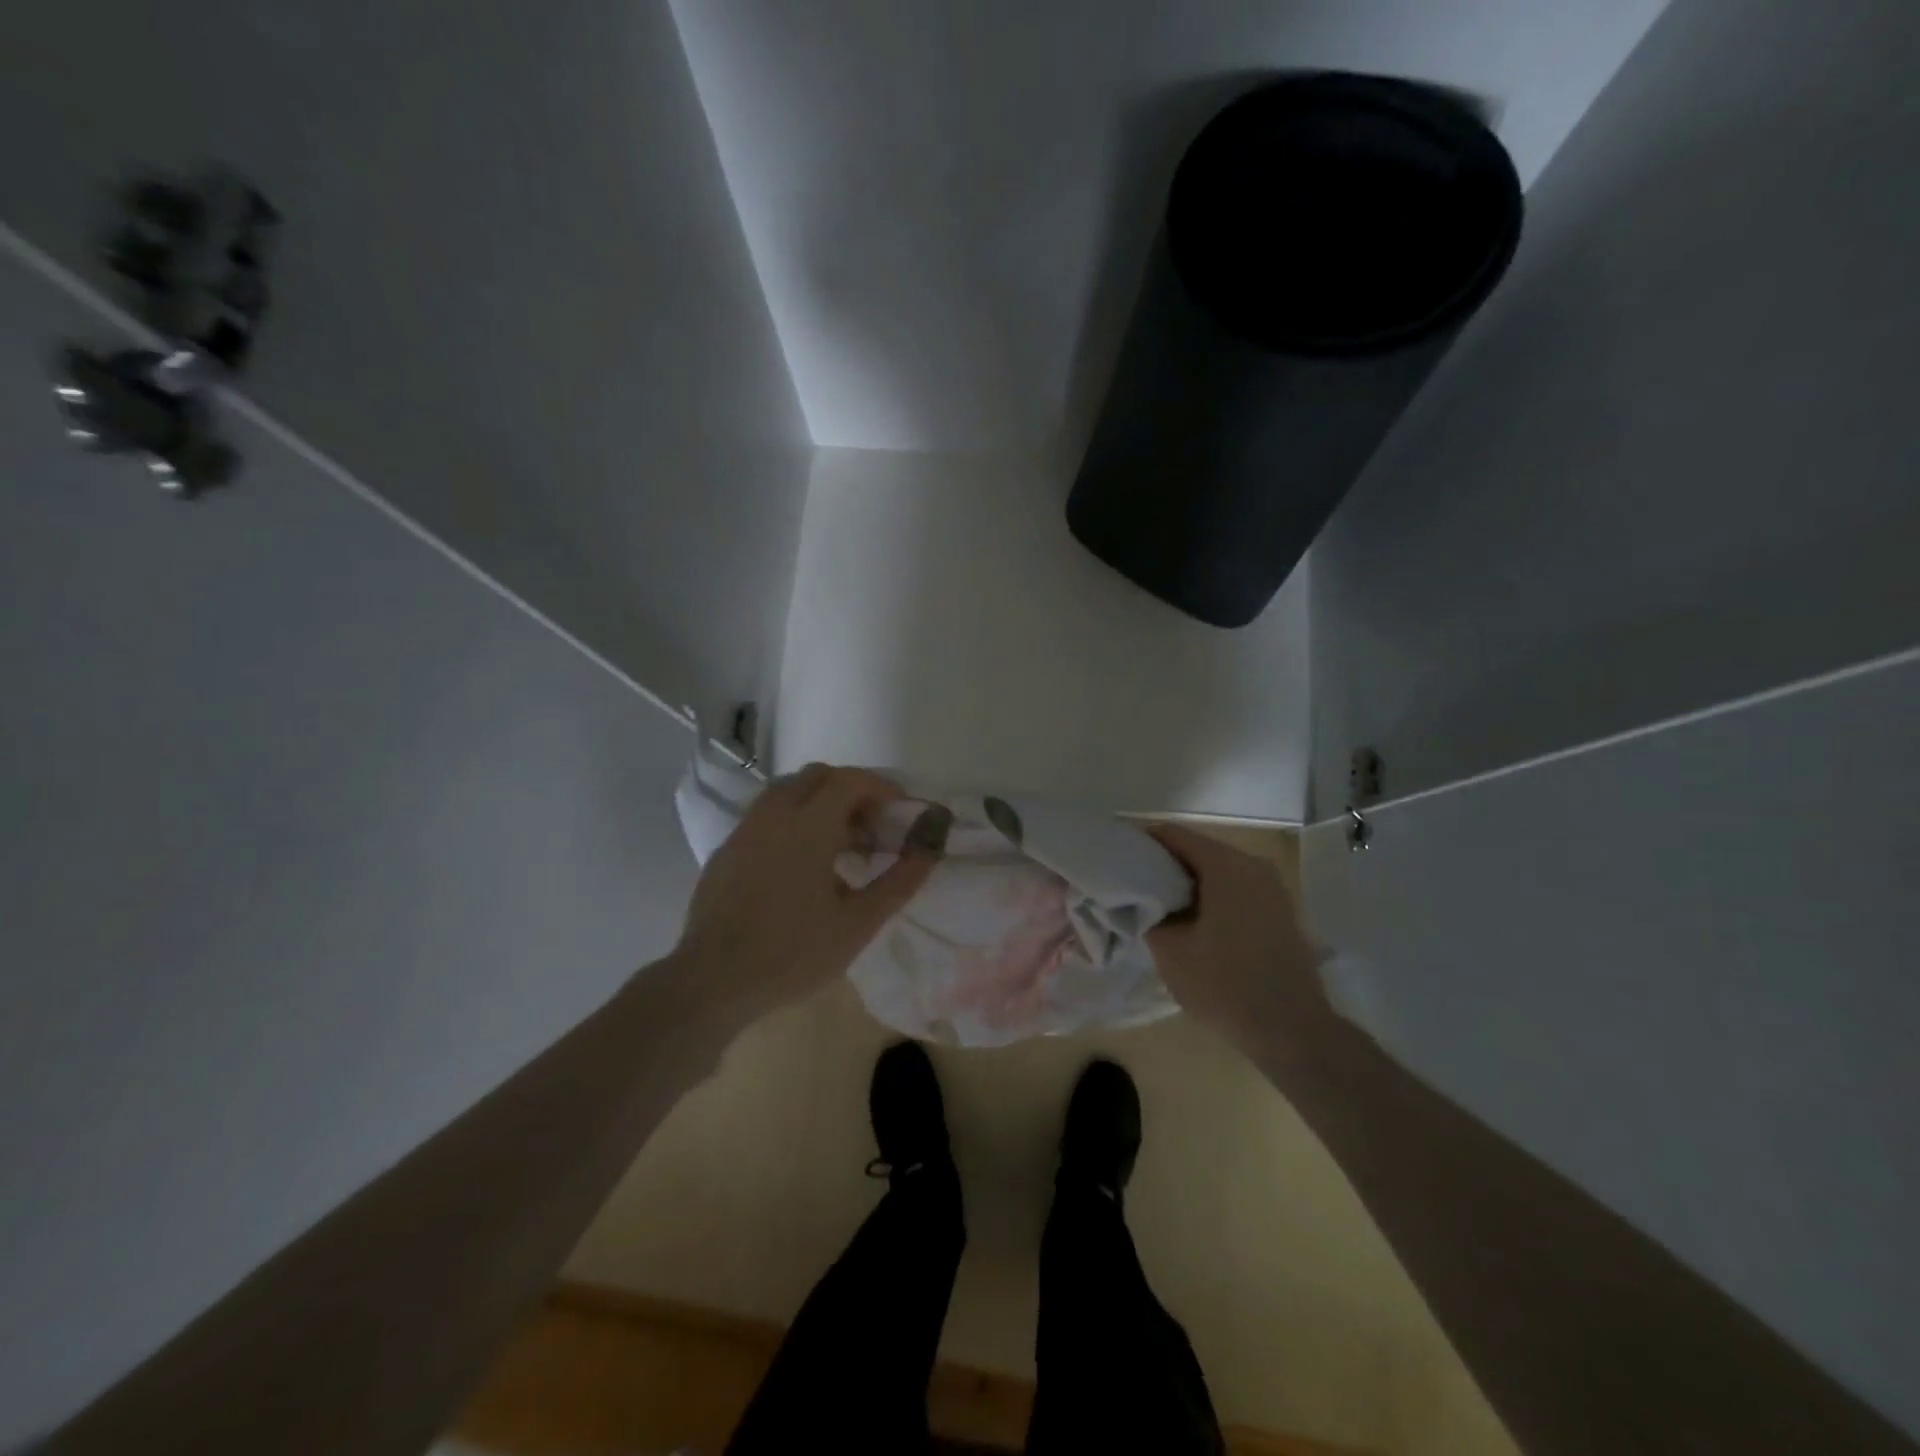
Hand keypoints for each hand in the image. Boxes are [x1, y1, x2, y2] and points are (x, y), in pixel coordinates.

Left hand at [667, 764, 943, 1036]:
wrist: (713, 981)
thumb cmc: (793, 952)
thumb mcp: (858, 923)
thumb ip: (898, 883)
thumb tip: (929, 851)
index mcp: (808, 826)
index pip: (849, 781)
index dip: (880, 787)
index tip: (900, 809)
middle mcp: (774, 815)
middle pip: (817, 776)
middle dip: (850, 790)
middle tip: (872, 825)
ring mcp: (745, 830)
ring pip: (787, 792)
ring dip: (819, 802)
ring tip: (839, 843)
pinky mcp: (727, 850)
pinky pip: (766, 816)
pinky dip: (792, 821)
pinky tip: (800, 864)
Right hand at [1146, 824, 1332, 1063]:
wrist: (1292, 1031)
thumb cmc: (1225, 986)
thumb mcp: (1170, 952)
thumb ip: (1148, 915)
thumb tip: (1140, 902)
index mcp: (1226, 866)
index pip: (1173, 834)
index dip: (1142, 843)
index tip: (1117, 858)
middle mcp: (1253, 866)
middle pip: (1197, 850)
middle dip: (1164, 864)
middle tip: (1133, 885)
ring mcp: (1272, 888)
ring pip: (1217, 871)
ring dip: (1188, 883)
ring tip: (1158, 905)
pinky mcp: (1280, 911)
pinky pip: (1236, 889)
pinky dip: (1211, 896)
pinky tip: (1193, 922)